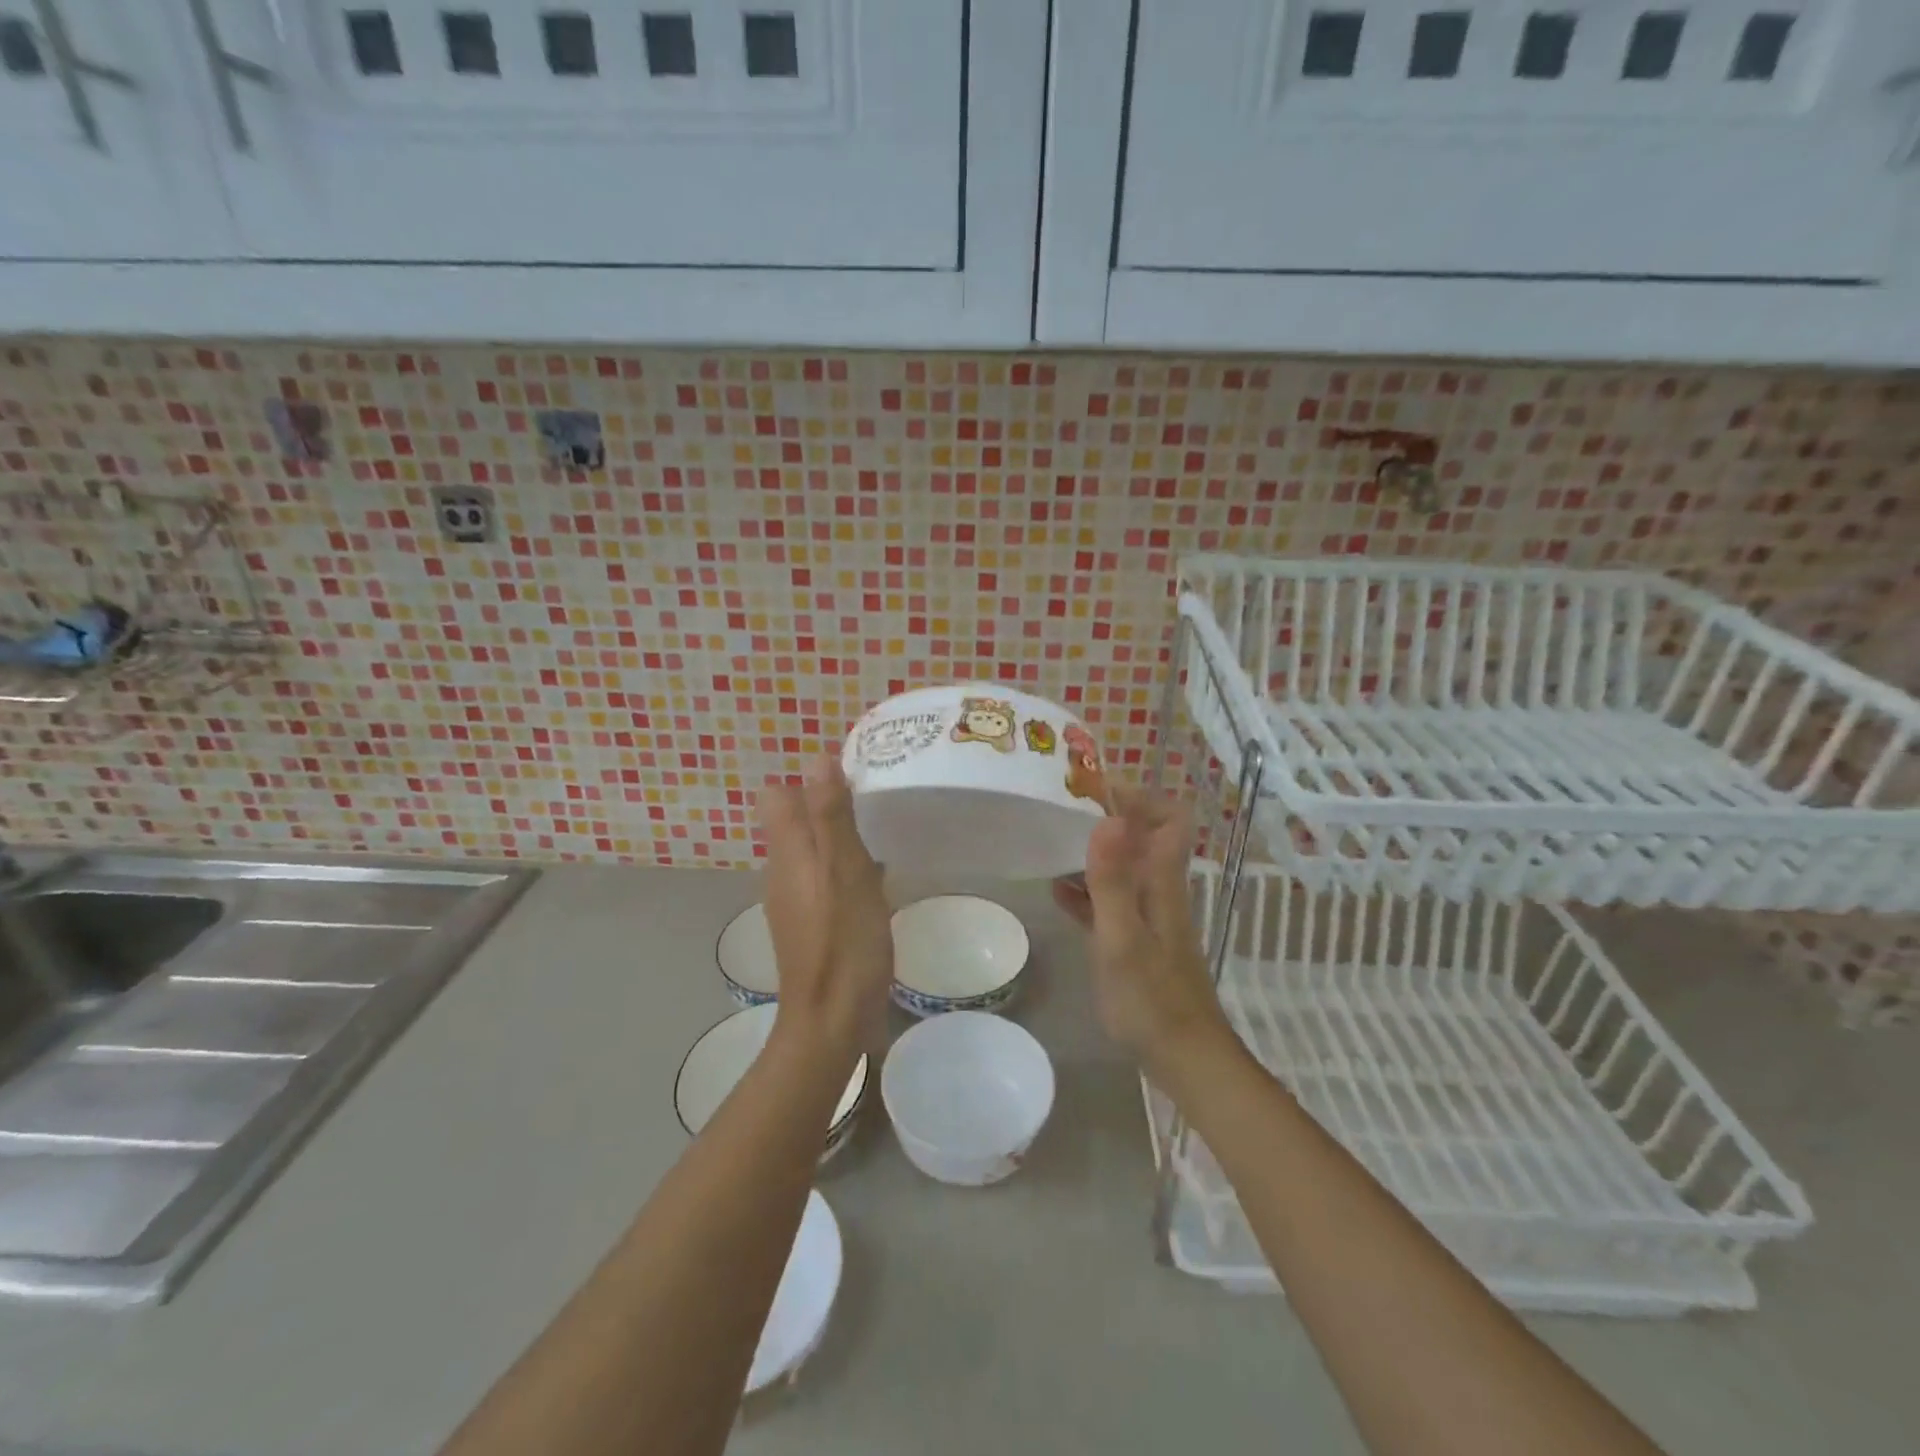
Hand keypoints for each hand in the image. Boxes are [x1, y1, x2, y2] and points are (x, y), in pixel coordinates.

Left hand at [757, 757, 893, 1053]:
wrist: (830, 1020)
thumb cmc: (843, 942)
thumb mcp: (845, 871)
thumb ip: (831, 816)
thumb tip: (816, 758)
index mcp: (788, 852)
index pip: (777, 796)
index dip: (808, 780)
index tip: (849, 779)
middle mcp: (782, 871)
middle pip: (793, 821)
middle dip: (827, 805)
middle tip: (874, 803)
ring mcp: (793, 901)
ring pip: (810, 851)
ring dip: (838, 839)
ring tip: (881, 837)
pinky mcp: (809, 924)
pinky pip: (822, 880)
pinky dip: (844, 871)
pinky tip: (876, 884)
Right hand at [1052, 788, 1233, 1076]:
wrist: (1184, 1059)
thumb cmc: (1152, 1001)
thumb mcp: (1122, 939)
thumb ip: (1114, 881)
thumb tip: (1111, 817)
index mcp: (1162, 884)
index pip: (1169, 819)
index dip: (1139, 796)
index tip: (1095, 788)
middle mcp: (1159, 891)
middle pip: (1142, 838)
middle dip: (1107, 817)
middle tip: (1061, 811)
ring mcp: (1148, 916)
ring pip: (1123, 868)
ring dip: (1093, 852)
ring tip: (1051, 843)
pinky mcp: (1136, 940)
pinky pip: (1110, 901)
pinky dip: (1086, 890)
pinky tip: (1057, 892)